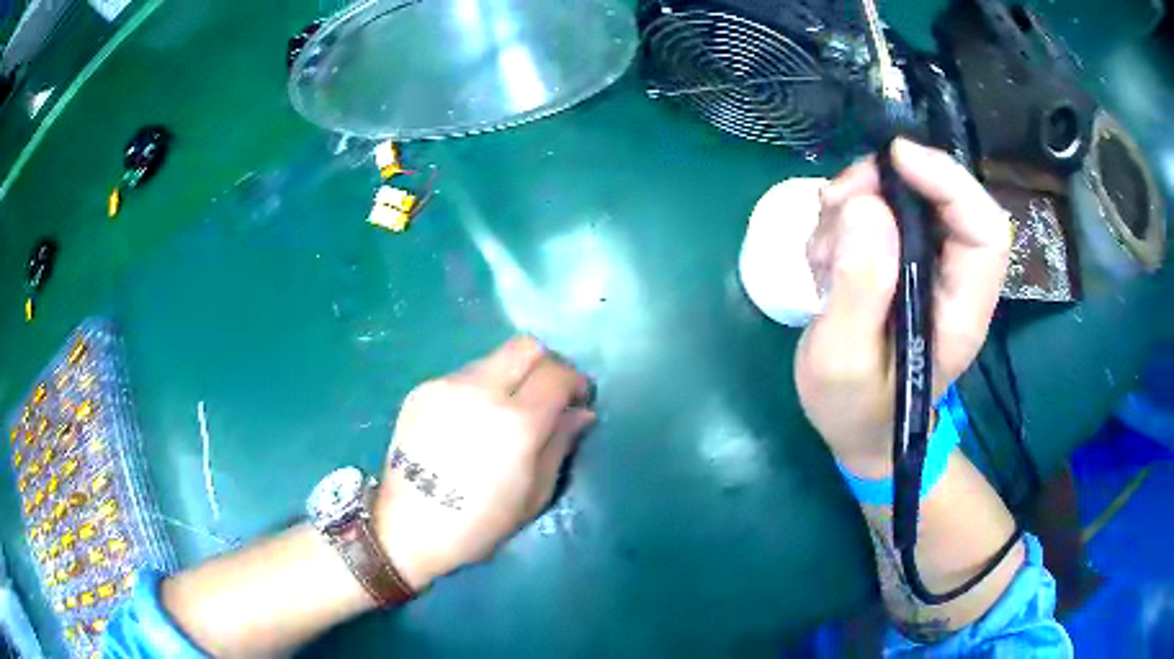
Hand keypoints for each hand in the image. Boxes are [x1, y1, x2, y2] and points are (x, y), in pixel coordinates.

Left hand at [372, 337, 595, 589]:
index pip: (557, 374)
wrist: (408, 527)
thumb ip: (560, 445)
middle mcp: (479, 391)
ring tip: (504, 414)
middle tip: (548, 395)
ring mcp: (445, 386)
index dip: (576, 382)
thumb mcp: (534, 495)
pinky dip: (480, 390)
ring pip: (493, 359)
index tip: (578, 401)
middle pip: (526, 346)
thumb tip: (580, 412)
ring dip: (511, 377)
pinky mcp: (421, 390)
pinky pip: (464, 376)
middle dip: (547, 364)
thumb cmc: (479, 523)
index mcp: (515, 423)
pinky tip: (470, 423)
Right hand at [796, 139, 1010, 477]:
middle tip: (835, 202)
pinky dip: (842, 220)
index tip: (895, 160)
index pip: (984, 231)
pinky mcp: (902, 260)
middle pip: (943, 199)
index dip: (949, 182)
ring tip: (821, 256)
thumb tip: (867, 206)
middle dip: (886, 183)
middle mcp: (953, 280)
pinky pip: (876, 212)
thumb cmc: (854, 408)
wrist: (857, 427)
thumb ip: (860, 288)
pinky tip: (824, 260)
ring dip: (854, 205)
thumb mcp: (843, 360)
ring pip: (903, 198)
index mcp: (961, 312)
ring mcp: (928, 267)